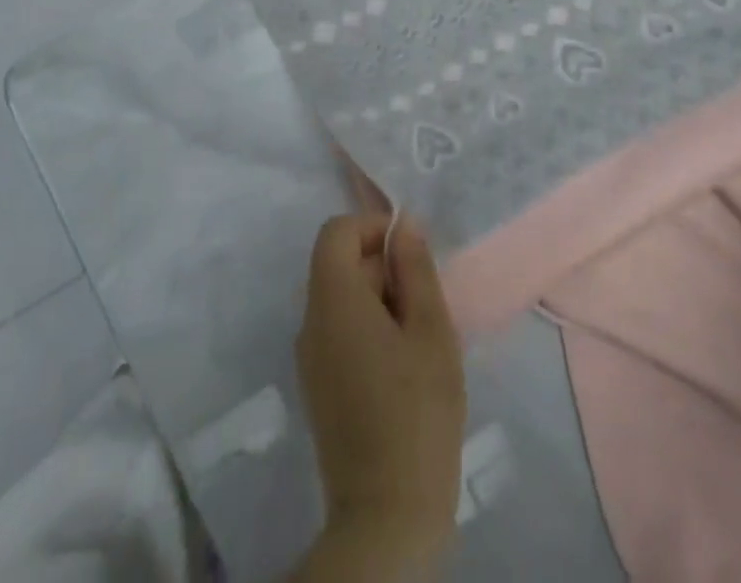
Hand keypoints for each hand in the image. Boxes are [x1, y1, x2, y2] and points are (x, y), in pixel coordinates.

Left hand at [295, 214, 464, 568]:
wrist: (386, 515)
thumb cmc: (417, 411)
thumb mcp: (431, 330)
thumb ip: (416, 269)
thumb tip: (405, 225)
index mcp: (332, 299)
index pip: (336, 232)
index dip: (372, 228)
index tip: (411, 252)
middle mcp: (310, 321)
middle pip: (338, 264)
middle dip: (382, 266)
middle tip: (426, 300)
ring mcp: (309, 358)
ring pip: (340, 299)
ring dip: (378, 298)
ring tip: (419, 334)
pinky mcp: (317, 387)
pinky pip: (338, 332)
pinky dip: (368, 327)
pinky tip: (403, 363)